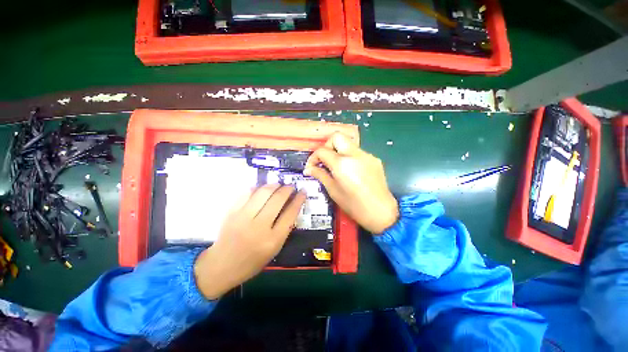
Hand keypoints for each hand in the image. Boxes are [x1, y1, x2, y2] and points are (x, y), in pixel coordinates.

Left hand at [194, 184, 305, 299]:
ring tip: (279, 185)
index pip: (290, 213)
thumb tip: (291, 206)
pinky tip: (262, 188)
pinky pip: (247, 193)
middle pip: (278, 200)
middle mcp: (259, 227)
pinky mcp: (231, 212)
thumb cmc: (252, 261)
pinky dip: (258, 187)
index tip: (303, 191)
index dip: (299, 199)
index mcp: (273, 240)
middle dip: (287, 189)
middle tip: (291, 187)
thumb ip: (284, 228)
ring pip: (263, 192)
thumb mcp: (274, 249)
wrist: (221, 266)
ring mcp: (243, 218)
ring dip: (274, 185)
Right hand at [304, 133, 397, 233]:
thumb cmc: (354, 205)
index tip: (311, 166)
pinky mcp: (374, 159)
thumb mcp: (333, 191)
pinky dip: (349, 157)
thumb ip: (320, 175)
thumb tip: (309, 169)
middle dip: (327, 146)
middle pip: (337, 137)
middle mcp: (355, 154)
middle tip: (324, 160)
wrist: (381, 212)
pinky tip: (350, 170)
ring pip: (348, 143)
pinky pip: (358, 152)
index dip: (313, 157)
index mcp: (342, 164)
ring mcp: (367, 155)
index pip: (323, 150)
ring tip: (336, 167)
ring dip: (338, 151)